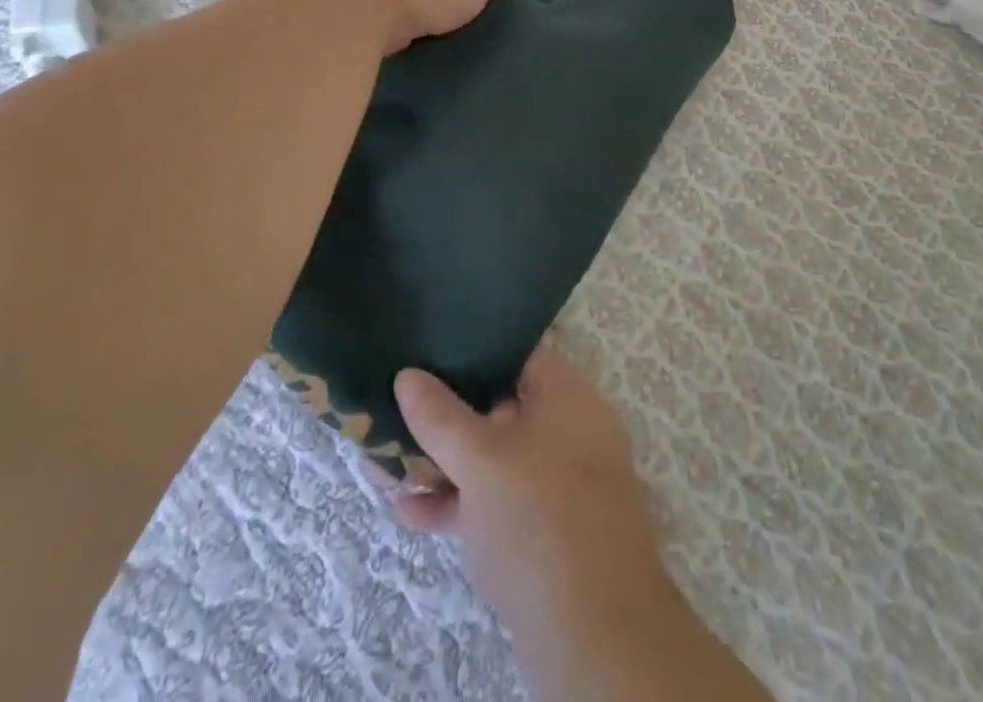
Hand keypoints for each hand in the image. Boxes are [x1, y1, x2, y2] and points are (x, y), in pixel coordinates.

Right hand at [393, 352, 773, 701]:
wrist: (594, 631)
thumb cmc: (537, 516)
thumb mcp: (480, 459)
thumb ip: (440, 416)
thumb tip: (407, 375)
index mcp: (568, 393)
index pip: (515, 353)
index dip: (470, 350)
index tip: (426, 352)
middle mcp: (571, 427)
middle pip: (501, 406)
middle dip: (446, 417)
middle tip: (398, 412)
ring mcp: (562, 479)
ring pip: (496, 457)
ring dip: (445, 465)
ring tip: (387, 467)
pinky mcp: (551, 528)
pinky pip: (501, 498)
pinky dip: (462, 502)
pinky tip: (412, 513)